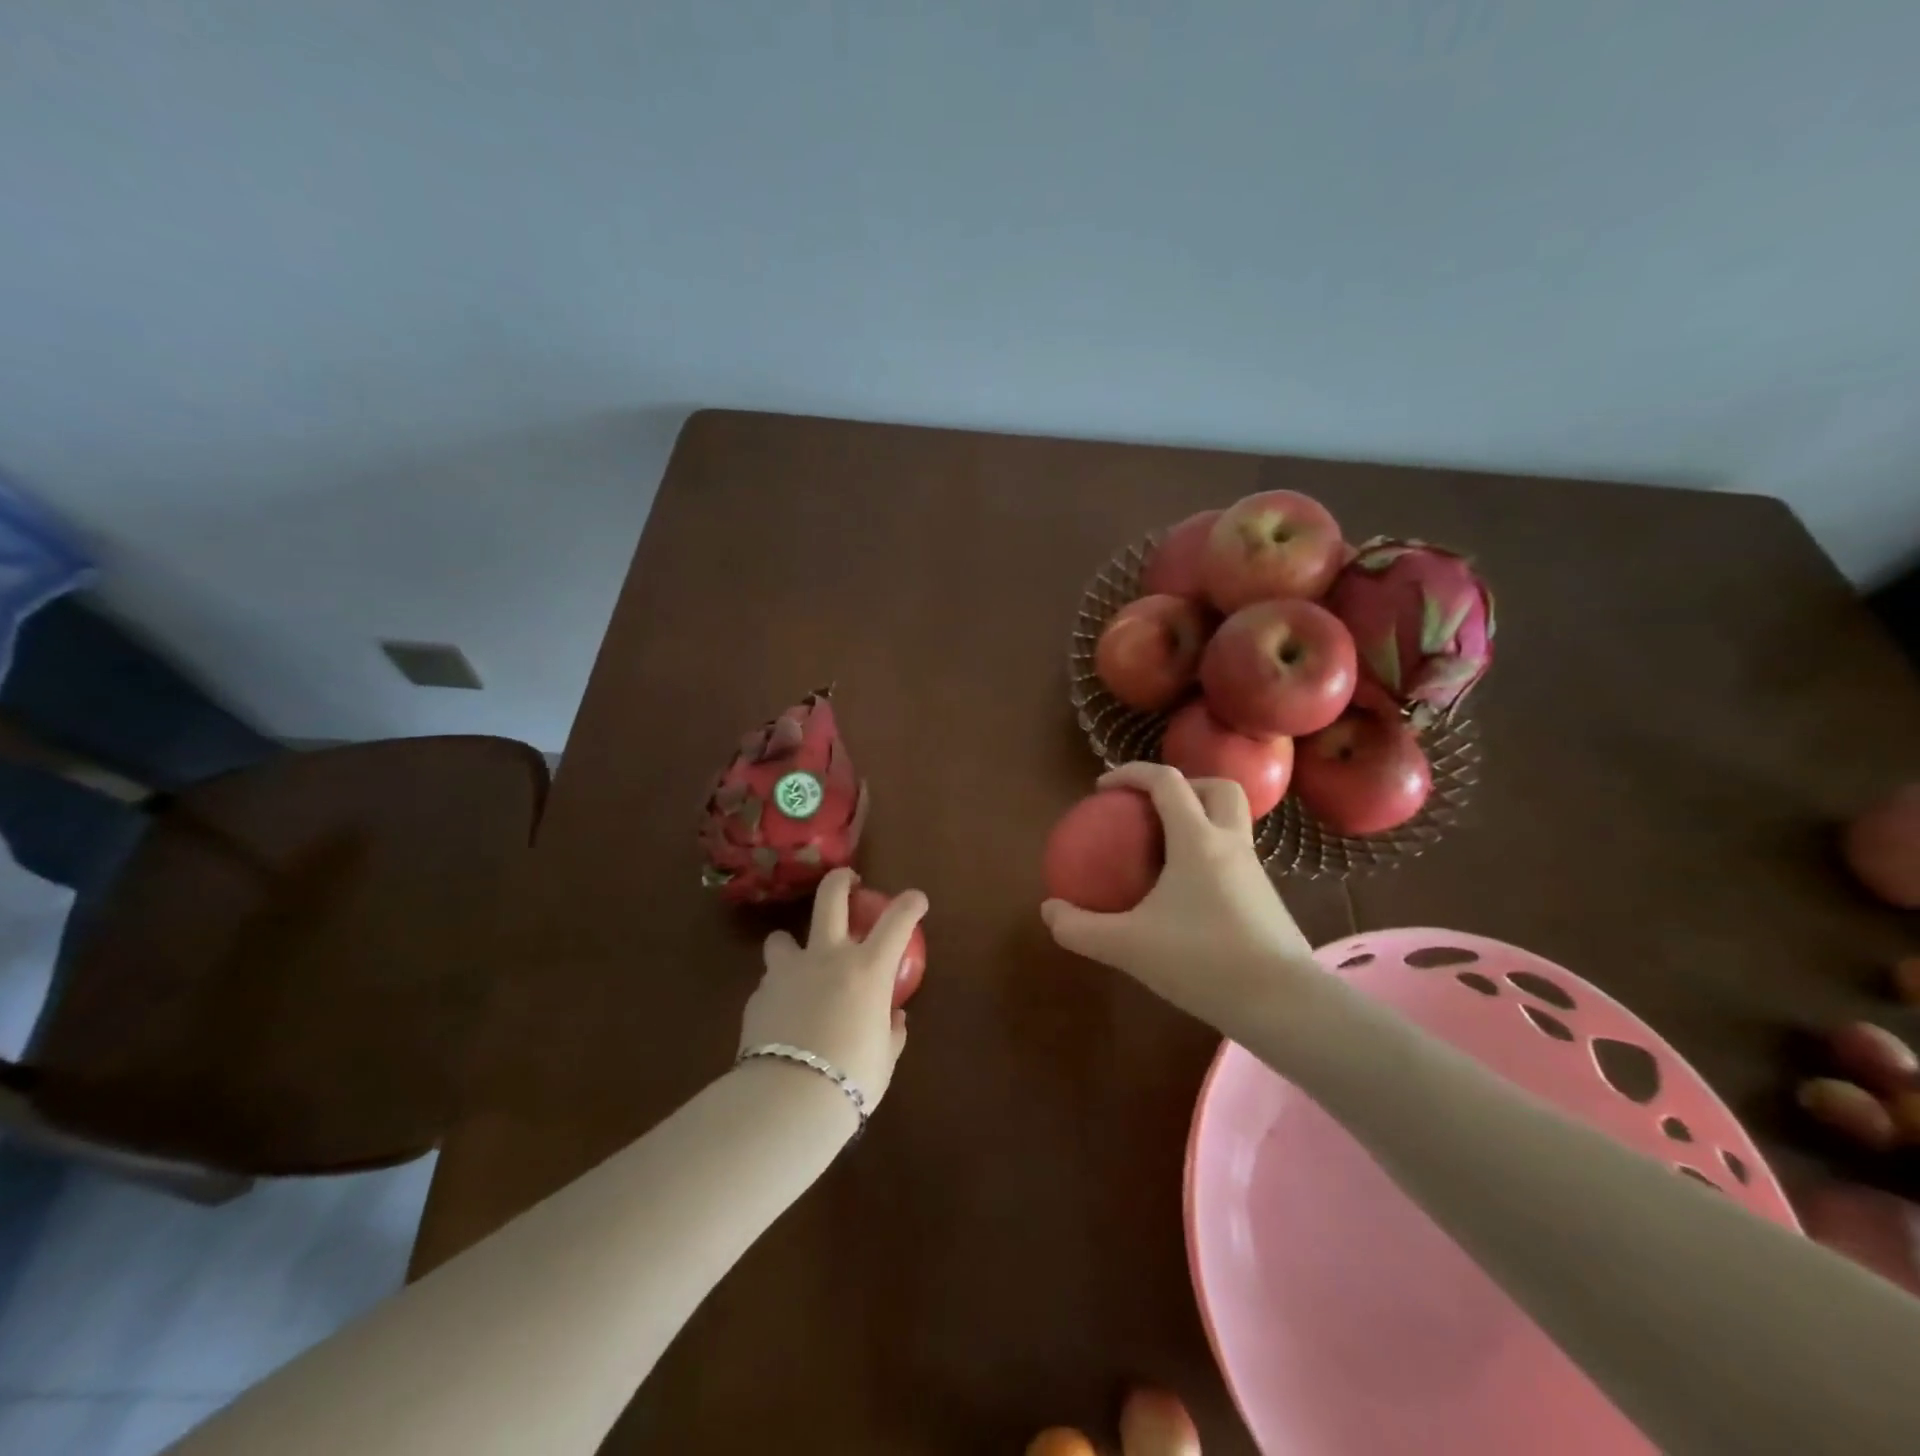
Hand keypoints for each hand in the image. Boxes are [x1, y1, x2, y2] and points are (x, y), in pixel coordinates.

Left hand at [739, 868, 924, 1110]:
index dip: (910, 904)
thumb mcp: (884, 1058)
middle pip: (830, 898)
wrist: (787, 1101)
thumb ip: (891, 1032)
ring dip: (790, 945)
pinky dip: (778, 992)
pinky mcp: (758, 996)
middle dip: (840, 880)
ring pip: (781, 938)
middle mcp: (826, 958)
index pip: (897, 921)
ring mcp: (787, 973)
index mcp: (867, 969)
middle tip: (847, 880)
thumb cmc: (851, 1079)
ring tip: (796, 963)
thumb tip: (894, 1018)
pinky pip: (769, 983)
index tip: (916, 899)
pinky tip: (781, 1017)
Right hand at [1041, 762, 1318, 1034]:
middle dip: (1183, 785)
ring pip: (1231, 823)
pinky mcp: (1266, 899)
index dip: (1132, 773)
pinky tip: (1185, 895)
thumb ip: (1081, 929)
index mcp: (1198, 840)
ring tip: (1163, 851)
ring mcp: (1254, 872)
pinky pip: (1234, 857)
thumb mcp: (1128, 947)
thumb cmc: (1203, 962)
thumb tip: (1049, 910)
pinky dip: (1208, 856)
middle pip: (1217, 788)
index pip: (1167, 782)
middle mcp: (1231, 844)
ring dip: (1200, 820)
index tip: (1103, 788)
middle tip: (1149, 808)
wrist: (1284, 1005)